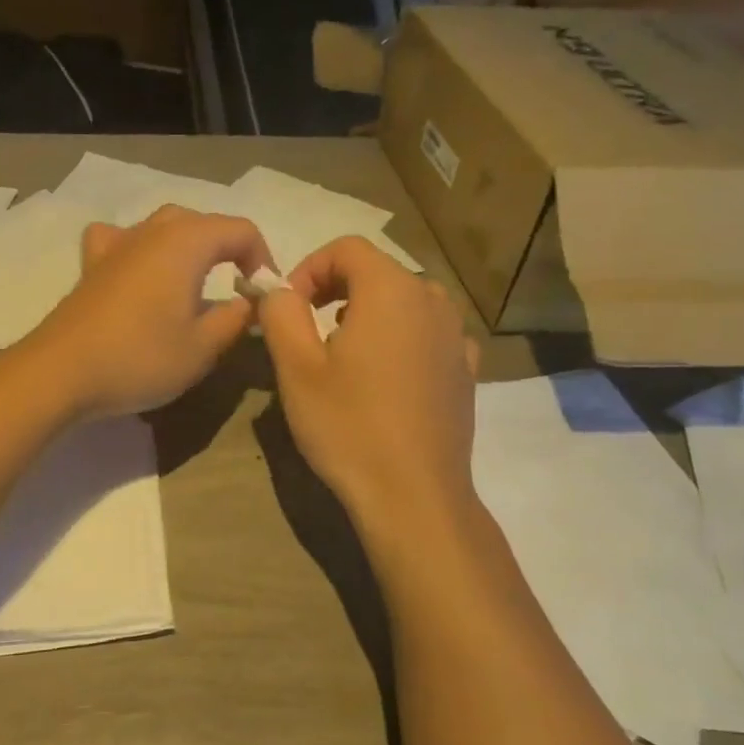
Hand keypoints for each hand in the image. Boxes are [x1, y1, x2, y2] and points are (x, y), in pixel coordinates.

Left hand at [23, 206, 271, 419]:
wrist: (61, 372)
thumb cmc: (140, 357)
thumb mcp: (203, 348)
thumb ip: (235, 319)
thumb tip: (248, 302)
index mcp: (186, 242)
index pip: (241, 231)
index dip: (262, 259)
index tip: (264, 297)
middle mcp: (152, 231)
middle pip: (203, 223)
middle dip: (228, 251)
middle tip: (236, 291)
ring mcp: (117, 244)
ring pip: (163, 226)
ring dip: (188, 246)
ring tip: (195, 281)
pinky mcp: (92, 264)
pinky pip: (121, 239)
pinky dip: (138, 247)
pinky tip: (137, 269)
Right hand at [258, 237, 479, 536]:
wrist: (414, 496)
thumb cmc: (348, 426)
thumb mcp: (296, 367)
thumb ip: (281, 312)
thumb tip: (277, 289)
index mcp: (392, 290)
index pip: (347, 249)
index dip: (309, 268)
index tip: (288, 307)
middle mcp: (432, 301)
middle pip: (378, 271)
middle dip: (335, 289)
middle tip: (307, 328)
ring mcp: (456, 336)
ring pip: (405, 301)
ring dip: (368, 312)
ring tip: (343, 352)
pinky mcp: (466, 369)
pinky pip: (428, 333)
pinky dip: (401, 337)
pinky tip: (385, 375)